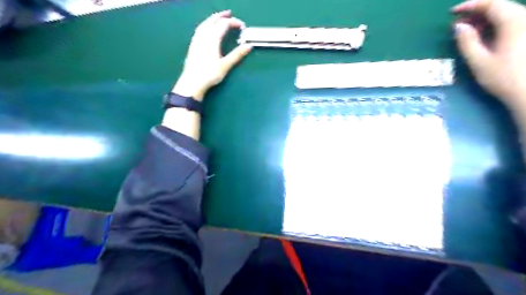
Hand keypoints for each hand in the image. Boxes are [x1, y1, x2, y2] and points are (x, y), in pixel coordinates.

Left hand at [173, 11, 252, 100]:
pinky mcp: (193, 45)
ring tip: (218, 19)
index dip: (234, 23)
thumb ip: (237, 54)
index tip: (242, 26)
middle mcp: (204, 35)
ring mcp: (197, 40)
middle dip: (222, 16)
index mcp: (213, 38)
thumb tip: (249, 46)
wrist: (192, 82)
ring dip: (212, 19)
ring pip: (205, 24)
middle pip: (213, 20)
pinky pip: (200, 29)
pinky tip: (207, 29)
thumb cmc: (210, 74)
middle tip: (229, 14)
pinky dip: (206, 25)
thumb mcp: (225, 65)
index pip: (224, 24)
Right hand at [450, 0, 525, 110]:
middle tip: (458, 23)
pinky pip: (513, 20)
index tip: (452, 12)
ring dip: (486, 17)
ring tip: (468, 29)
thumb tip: (458, 26)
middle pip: (501, 5)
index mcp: (514, 22)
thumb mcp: (479, 62)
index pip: (491, 4)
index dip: (470, 5)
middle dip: (477, 11)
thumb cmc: (503, 78)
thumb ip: (467, 42)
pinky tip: (485, 33)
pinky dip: (496, 23)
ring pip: (508, 12)